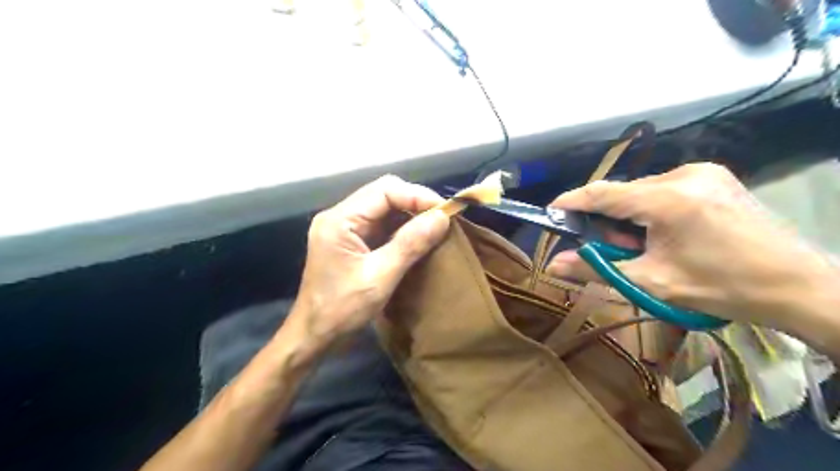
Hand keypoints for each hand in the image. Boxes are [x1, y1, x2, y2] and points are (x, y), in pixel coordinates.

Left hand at [290, 175, 449, 348]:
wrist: (315, 335)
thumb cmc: (342, 310)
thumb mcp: (380, 277)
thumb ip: (410, 244)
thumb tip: (442, 218)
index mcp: (339, 220)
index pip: (384, 191)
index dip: (417, 196)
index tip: (445, 211)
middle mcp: (340, 216)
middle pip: (383, 194)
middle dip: (415, 203)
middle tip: (443, 219)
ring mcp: (345, 228)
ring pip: (384, 208)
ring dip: (410, 215)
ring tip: (435, 227)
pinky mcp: (351, 240)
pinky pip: (381, 224)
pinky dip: (402, 228)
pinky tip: (418, 237)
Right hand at [544, 162, 832, 326]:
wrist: (797, 286)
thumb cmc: (721, 287)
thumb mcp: (651, 282)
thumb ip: (597, 269)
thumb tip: (553, 265)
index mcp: (667, 200)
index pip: (602, 193)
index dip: (571, 202)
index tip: (551, 213)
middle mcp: (683, 175)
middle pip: (622, 192)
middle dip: (608, 220)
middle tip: (616, 249)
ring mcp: (702, 172)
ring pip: (641, 190)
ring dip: (630, 216)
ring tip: (646, 246)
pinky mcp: (714, 176)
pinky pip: (663, 188)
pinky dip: (651, 209)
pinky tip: (666, 233)